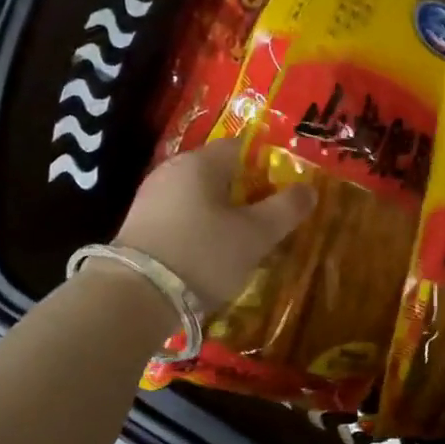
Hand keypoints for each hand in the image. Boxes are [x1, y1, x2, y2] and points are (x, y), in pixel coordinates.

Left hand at [115, 138, 315, 307]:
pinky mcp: (138, 225)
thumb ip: (285, 209)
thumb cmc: (203, 255)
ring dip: (222, 215)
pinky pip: (180, 217)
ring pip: (199, 197)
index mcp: (200, 162)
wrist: (135, 296)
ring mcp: (150, 198)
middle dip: (246, 194)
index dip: (266, 165)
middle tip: (268, 222)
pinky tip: (208, 256)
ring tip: (242, 244)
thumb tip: (309, 189)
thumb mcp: (255, 235)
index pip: (240, 147)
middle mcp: (171, 171)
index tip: (283, 192)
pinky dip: (199, 230)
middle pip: (218, 173)